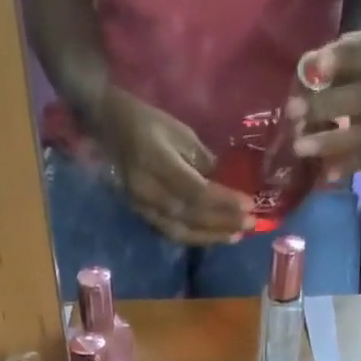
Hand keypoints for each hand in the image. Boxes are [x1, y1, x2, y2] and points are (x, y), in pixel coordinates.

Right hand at [94, 88, 253, 245]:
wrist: (111, 129)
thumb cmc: (149, 123)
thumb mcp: (180, 132)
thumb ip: (202, 160)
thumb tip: (224, 183)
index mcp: (157, 163)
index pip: (196, 191)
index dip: (223, 201)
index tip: (248, 204)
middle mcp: (149, 191)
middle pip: (190, 216)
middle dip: (222, 222)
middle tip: (249, 224)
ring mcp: (144, 207)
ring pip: (181, 231)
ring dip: (211, 236)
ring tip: (235, 235)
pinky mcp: (143, 216)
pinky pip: (172, 233)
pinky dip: (195, 237)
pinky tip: (213, 236)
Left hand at [288, 29, 360, 177]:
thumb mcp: (349, 49)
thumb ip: (328, 60)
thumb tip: (306, 72)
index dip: (341, 59)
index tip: (311, 65)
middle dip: (326, 105)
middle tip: (292, 111)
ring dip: (329, 142)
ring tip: (298, 147)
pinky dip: (342, 166)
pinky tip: (323, 174)